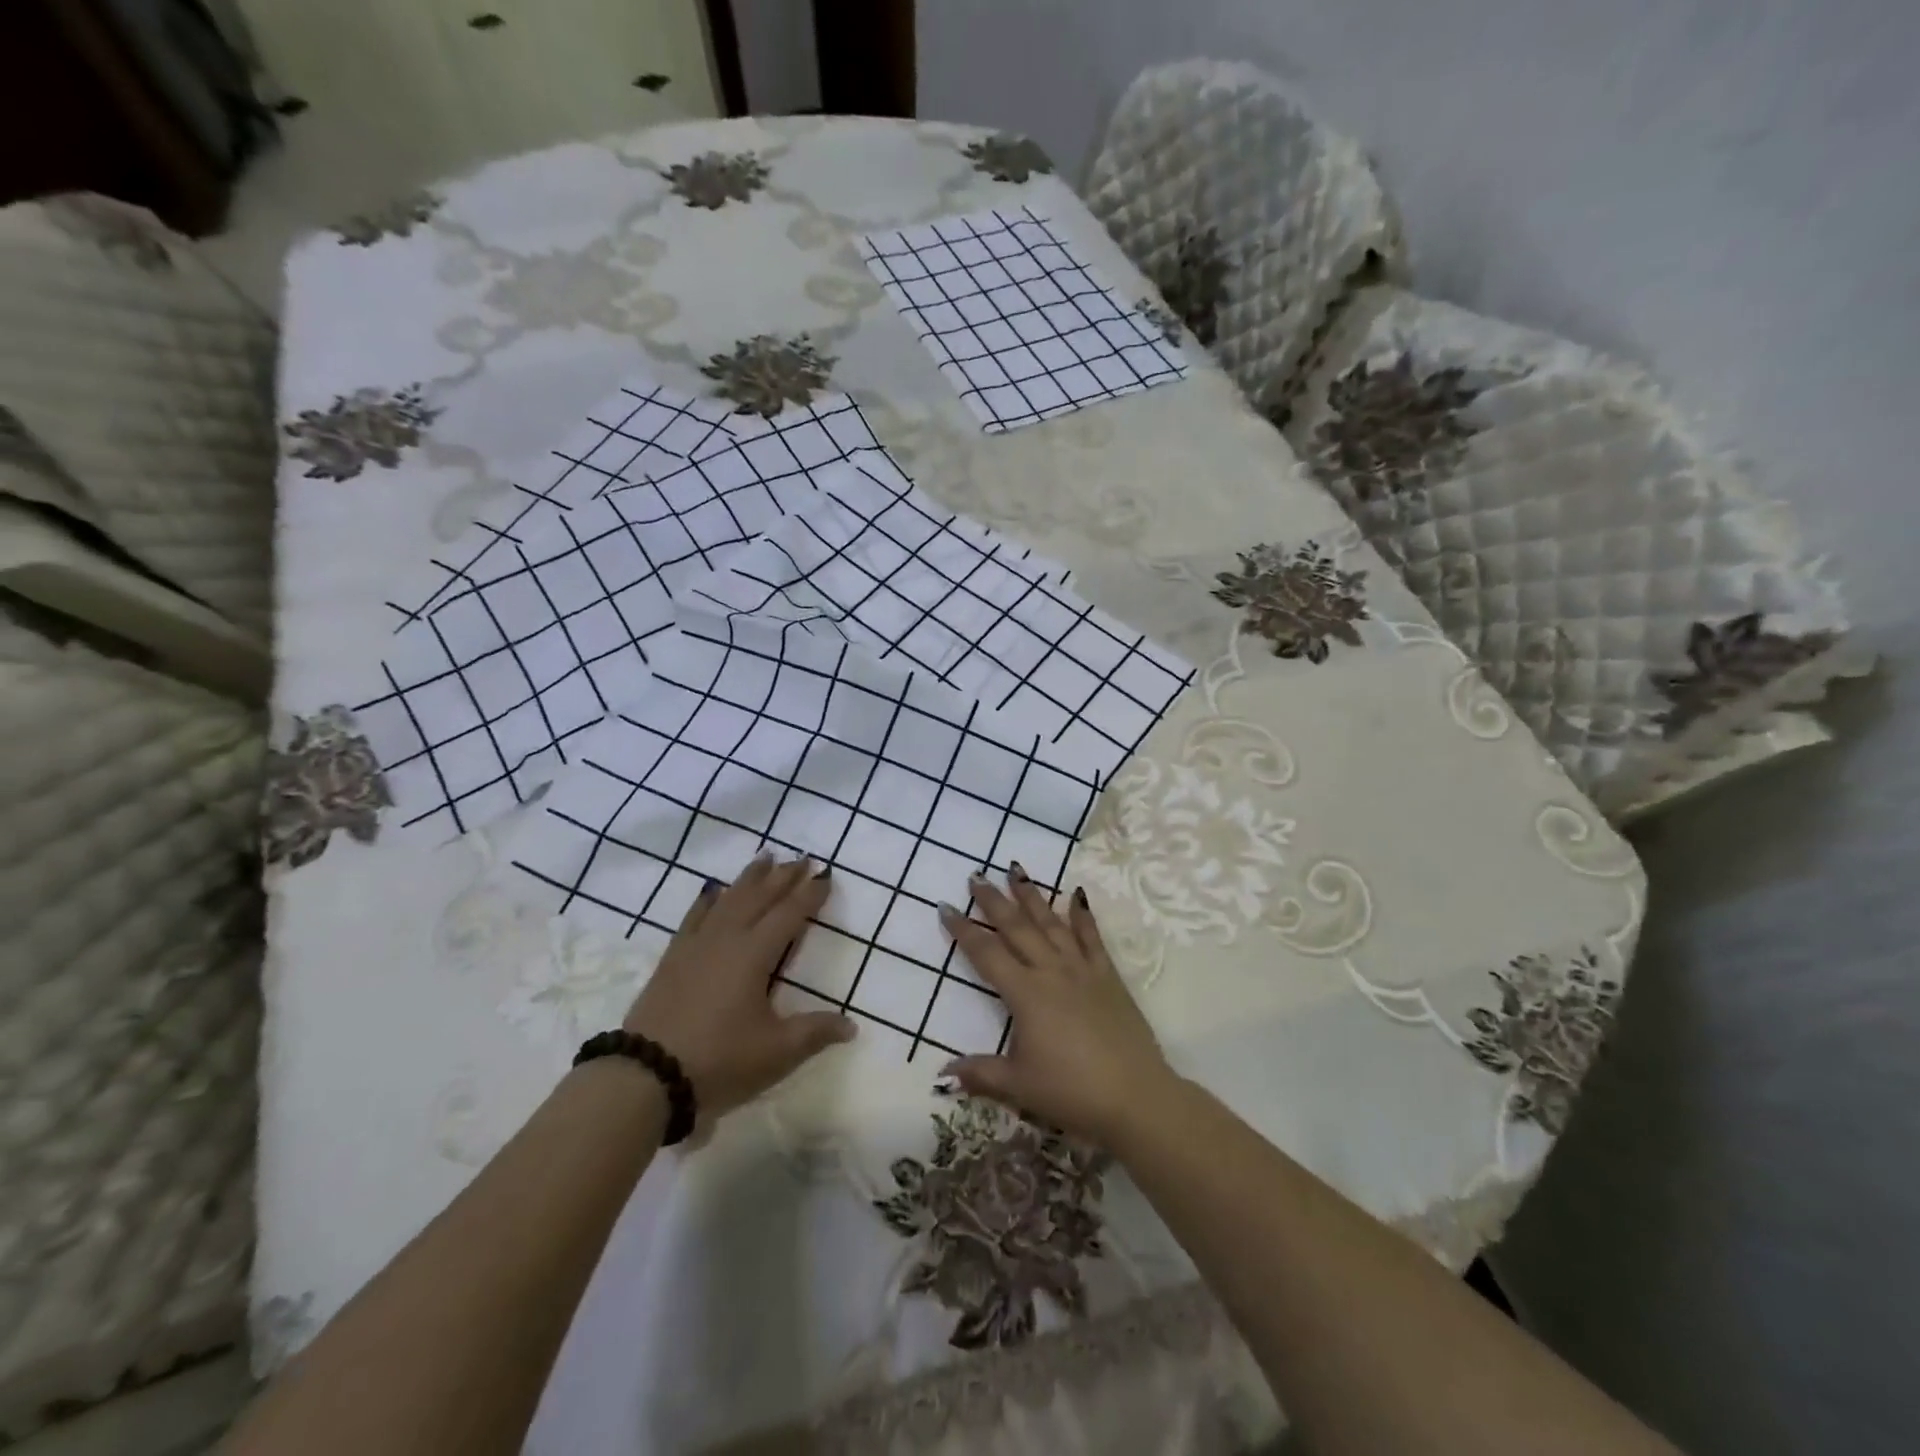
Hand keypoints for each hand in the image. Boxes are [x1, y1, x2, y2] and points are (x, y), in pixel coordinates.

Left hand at [622, 852, 854, 1119]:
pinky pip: (694, 916)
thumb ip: (815, 1033)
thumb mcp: (776, 1052)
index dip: (809, 895)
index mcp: (755, 954)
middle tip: (802, 858)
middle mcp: (727, 939)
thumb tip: (852, 1026)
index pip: (789, 915)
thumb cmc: (720, 1059)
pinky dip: (707, 900)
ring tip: (765, 857)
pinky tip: (712, 890)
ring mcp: (696, 945)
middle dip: (784, 877)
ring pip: (729, 899)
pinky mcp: (673, 958)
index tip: (825, 875)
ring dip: (750, 878)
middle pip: (760, 897)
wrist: (646, 1076)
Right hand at [938, 868, 1178, 1146]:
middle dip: (994, 901)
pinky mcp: (1108, 976)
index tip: (946, 907)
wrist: (1135, 1095)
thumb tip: (942, 1076)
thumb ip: (980, 1073)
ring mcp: (1082, 970)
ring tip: (1016, 870)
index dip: (964, 930)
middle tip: (977, 876)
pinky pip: (1092, 938)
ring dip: (1032, 897)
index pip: (987, 953)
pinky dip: (1082, 915)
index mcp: (1025, 994)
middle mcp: (1051, 971)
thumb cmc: (1071, 1091)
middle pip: (1017, 928)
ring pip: (1051, 923)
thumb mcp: (1019, 1086)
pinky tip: (1077, 895)